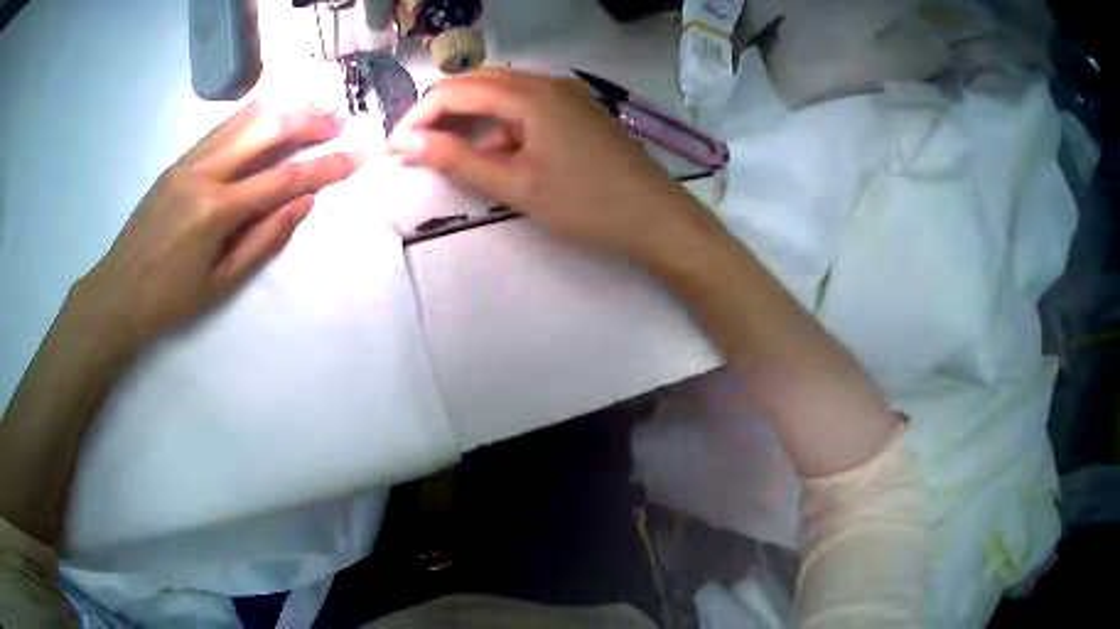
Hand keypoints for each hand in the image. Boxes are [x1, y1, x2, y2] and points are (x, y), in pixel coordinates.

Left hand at [73, 102, 363, 350]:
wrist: (116, 292)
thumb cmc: (168, 300)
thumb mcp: (220, 284)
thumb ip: (263, 239)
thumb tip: (302, 202)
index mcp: (215, 210)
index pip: (281, 179)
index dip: (324, 166)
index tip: (356, 156)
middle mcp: (203, 173)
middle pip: (264, 130)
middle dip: (307, 121)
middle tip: (339, 119)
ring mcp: (187, 162)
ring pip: (243, 120)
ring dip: (282, 111)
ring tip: (313, 108)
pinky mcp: (177, 162)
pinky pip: (221, 129)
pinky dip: (251, 116)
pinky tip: (268, 113)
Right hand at [386, 68, 709, 258]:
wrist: (657, 219)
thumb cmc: (587, 205)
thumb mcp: (516, 186)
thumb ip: (458, 160)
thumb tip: (408, 142)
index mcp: (530, 94)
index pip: (456, 90)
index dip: (420, 115)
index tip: (397, 147)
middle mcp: (548, 82)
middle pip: (479, 83)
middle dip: (443, 113)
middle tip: (419, 149)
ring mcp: (567, 94)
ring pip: (503, 95)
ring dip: (472, 120)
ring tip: (452, 156)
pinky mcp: (579, 110)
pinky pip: (528, 107)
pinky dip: (502, 126)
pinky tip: (498, 156)